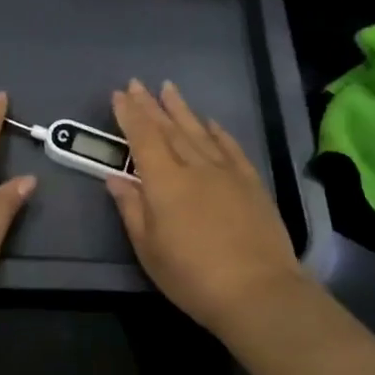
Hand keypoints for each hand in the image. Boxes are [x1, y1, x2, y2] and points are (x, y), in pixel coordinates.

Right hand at [105, 79, 308, 336]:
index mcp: (164, 181)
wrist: (258, 291)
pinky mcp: (251, 183)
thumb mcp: (149, 248)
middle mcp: (194, 166)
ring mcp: (226, 172)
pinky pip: (231, 148)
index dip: (129, 115)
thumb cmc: (191, 276)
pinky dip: (218, 132)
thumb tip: (116, 178)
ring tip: (169, 88)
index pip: (142, 138)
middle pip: (169, 128)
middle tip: (137, 83)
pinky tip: (211, 122)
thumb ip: (132, 208)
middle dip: (150, 105)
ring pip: (199, 131)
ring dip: (182, 109)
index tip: (119, 94)